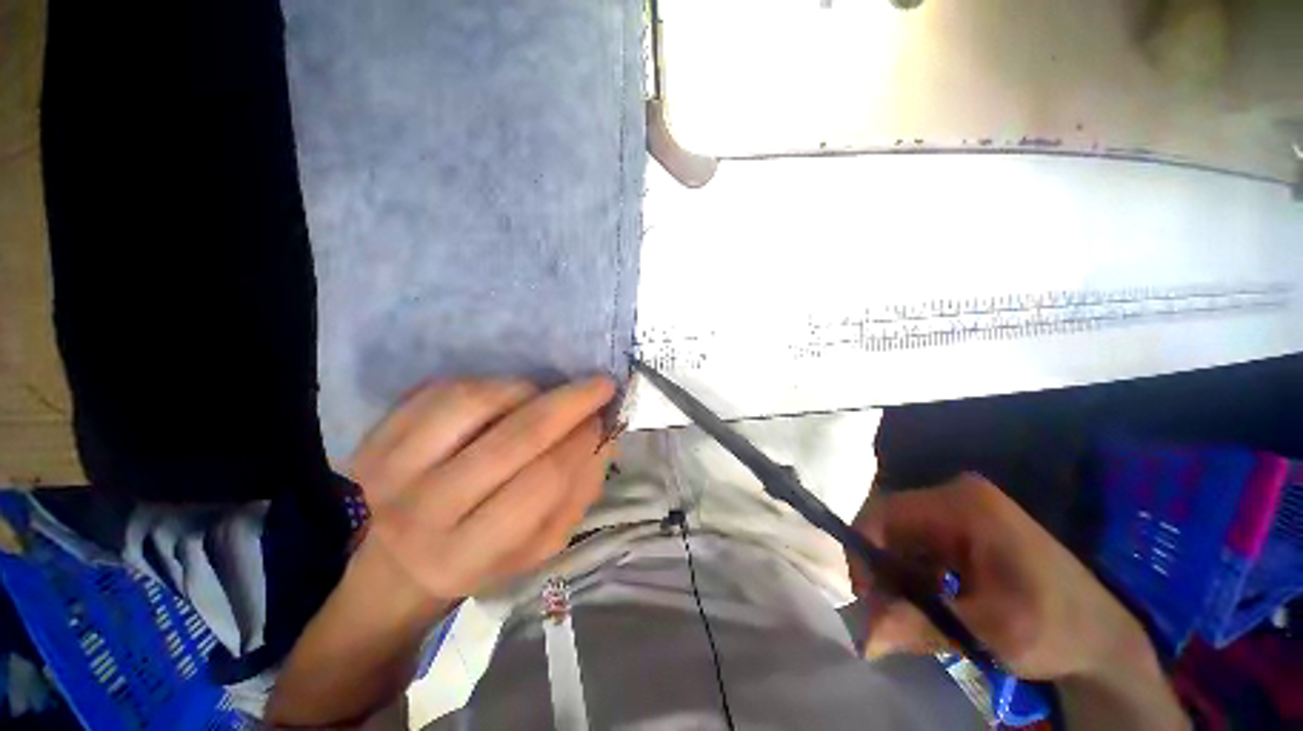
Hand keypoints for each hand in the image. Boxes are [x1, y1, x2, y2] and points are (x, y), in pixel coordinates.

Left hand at [351, 377, 616, 601]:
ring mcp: (392, 466)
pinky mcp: (378, 433)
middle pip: (513, 438)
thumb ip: (577, 495)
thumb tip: (604, 438)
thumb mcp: (535, 549)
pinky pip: (444, 388)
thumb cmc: (477, 560)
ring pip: (476, 401)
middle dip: (569, 403)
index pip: (542, 483)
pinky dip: (489, 384)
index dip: (582, 444)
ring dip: (527, 390)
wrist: (391, 564)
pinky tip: (507, 395)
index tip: (603, 420)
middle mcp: (424, 509)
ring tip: (546, 395)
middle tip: (600, 385)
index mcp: (467, 553)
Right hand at [847, 473, 1154, 681]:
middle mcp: (956, 495)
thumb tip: (862, 637)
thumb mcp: (987, 633)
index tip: (867, 599)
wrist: (1103, 638)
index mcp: (963, 505)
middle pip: (890, 524)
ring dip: (897, 575)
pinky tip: (930, 602)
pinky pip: (919, 543)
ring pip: (901, 536)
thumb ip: (921, 626)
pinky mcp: (965, 526)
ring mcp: (962, 508)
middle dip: (882, 569)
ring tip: (910, 615)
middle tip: (886, 615)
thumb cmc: (1054, 630)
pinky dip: (914, 574)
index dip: (864, 552)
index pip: (884, 514)